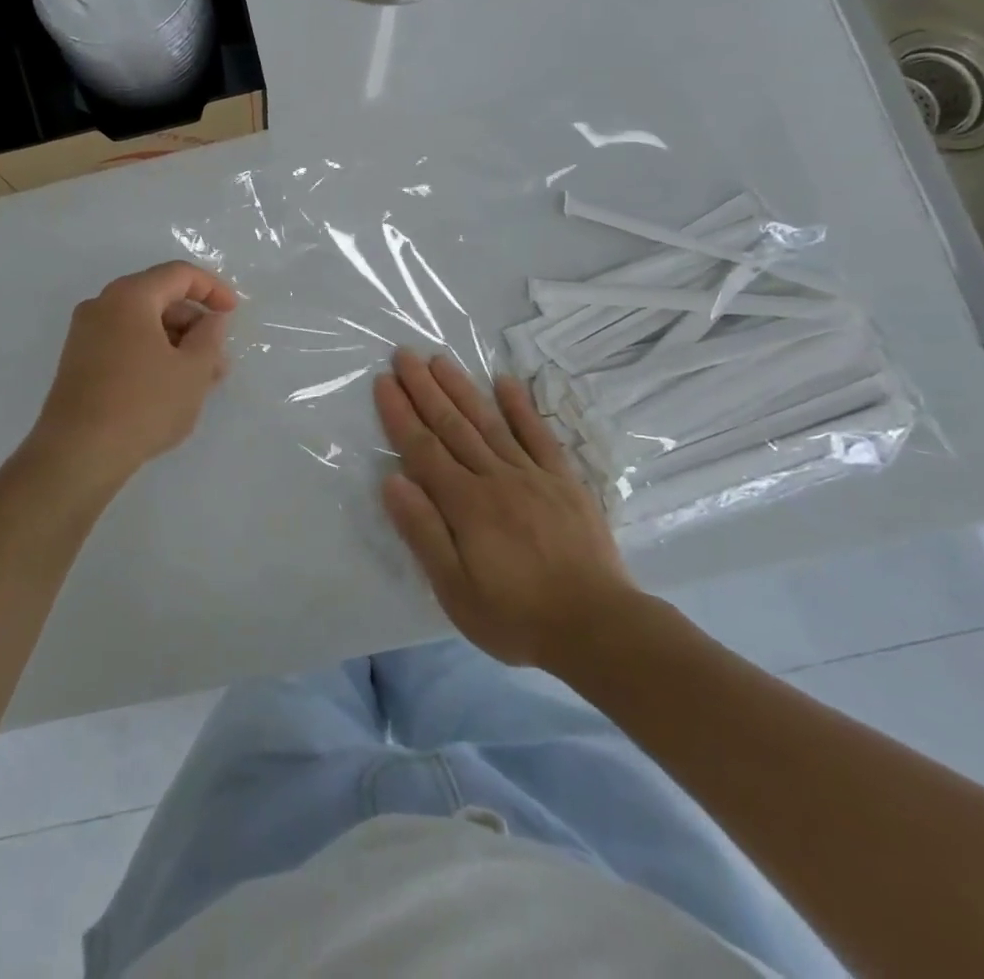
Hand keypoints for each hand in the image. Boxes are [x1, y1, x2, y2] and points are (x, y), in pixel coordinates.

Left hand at [28, 261, 238, 492]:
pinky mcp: (78, 363)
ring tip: (202, 380)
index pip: (178, 274)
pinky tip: (171, 388)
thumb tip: (212, 319)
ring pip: (142, 326)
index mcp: (129, 296)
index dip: (212, 288)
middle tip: (220, 358)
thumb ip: (210, 336)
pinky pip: (124, 344)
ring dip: (176, 344)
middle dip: (194, 324)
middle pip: (158, 298)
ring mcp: (85, 335)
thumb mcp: (193, 370)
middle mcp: (102, 305)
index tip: (234, 313)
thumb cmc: (144, 404)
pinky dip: (152, 355)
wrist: (78, 453)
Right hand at [374, 348, 643, 669]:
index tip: (384, 381)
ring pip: (490, 421)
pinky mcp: (564, 481)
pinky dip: (522, 407)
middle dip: (425, 388)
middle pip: (453, 425)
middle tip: (405, 354)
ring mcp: (533, 475)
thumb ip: (423, 532)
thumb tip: (392, 480)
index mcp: (465, 504)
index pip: (423, 448)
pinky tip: (506, 382)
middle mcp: (495, 478)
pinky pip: (540, 435)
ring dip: (462, 388)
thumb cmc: (516, 616)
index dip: (401, 413)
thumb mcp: (455, 590)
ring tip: (441, 359)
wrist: (599, 629)